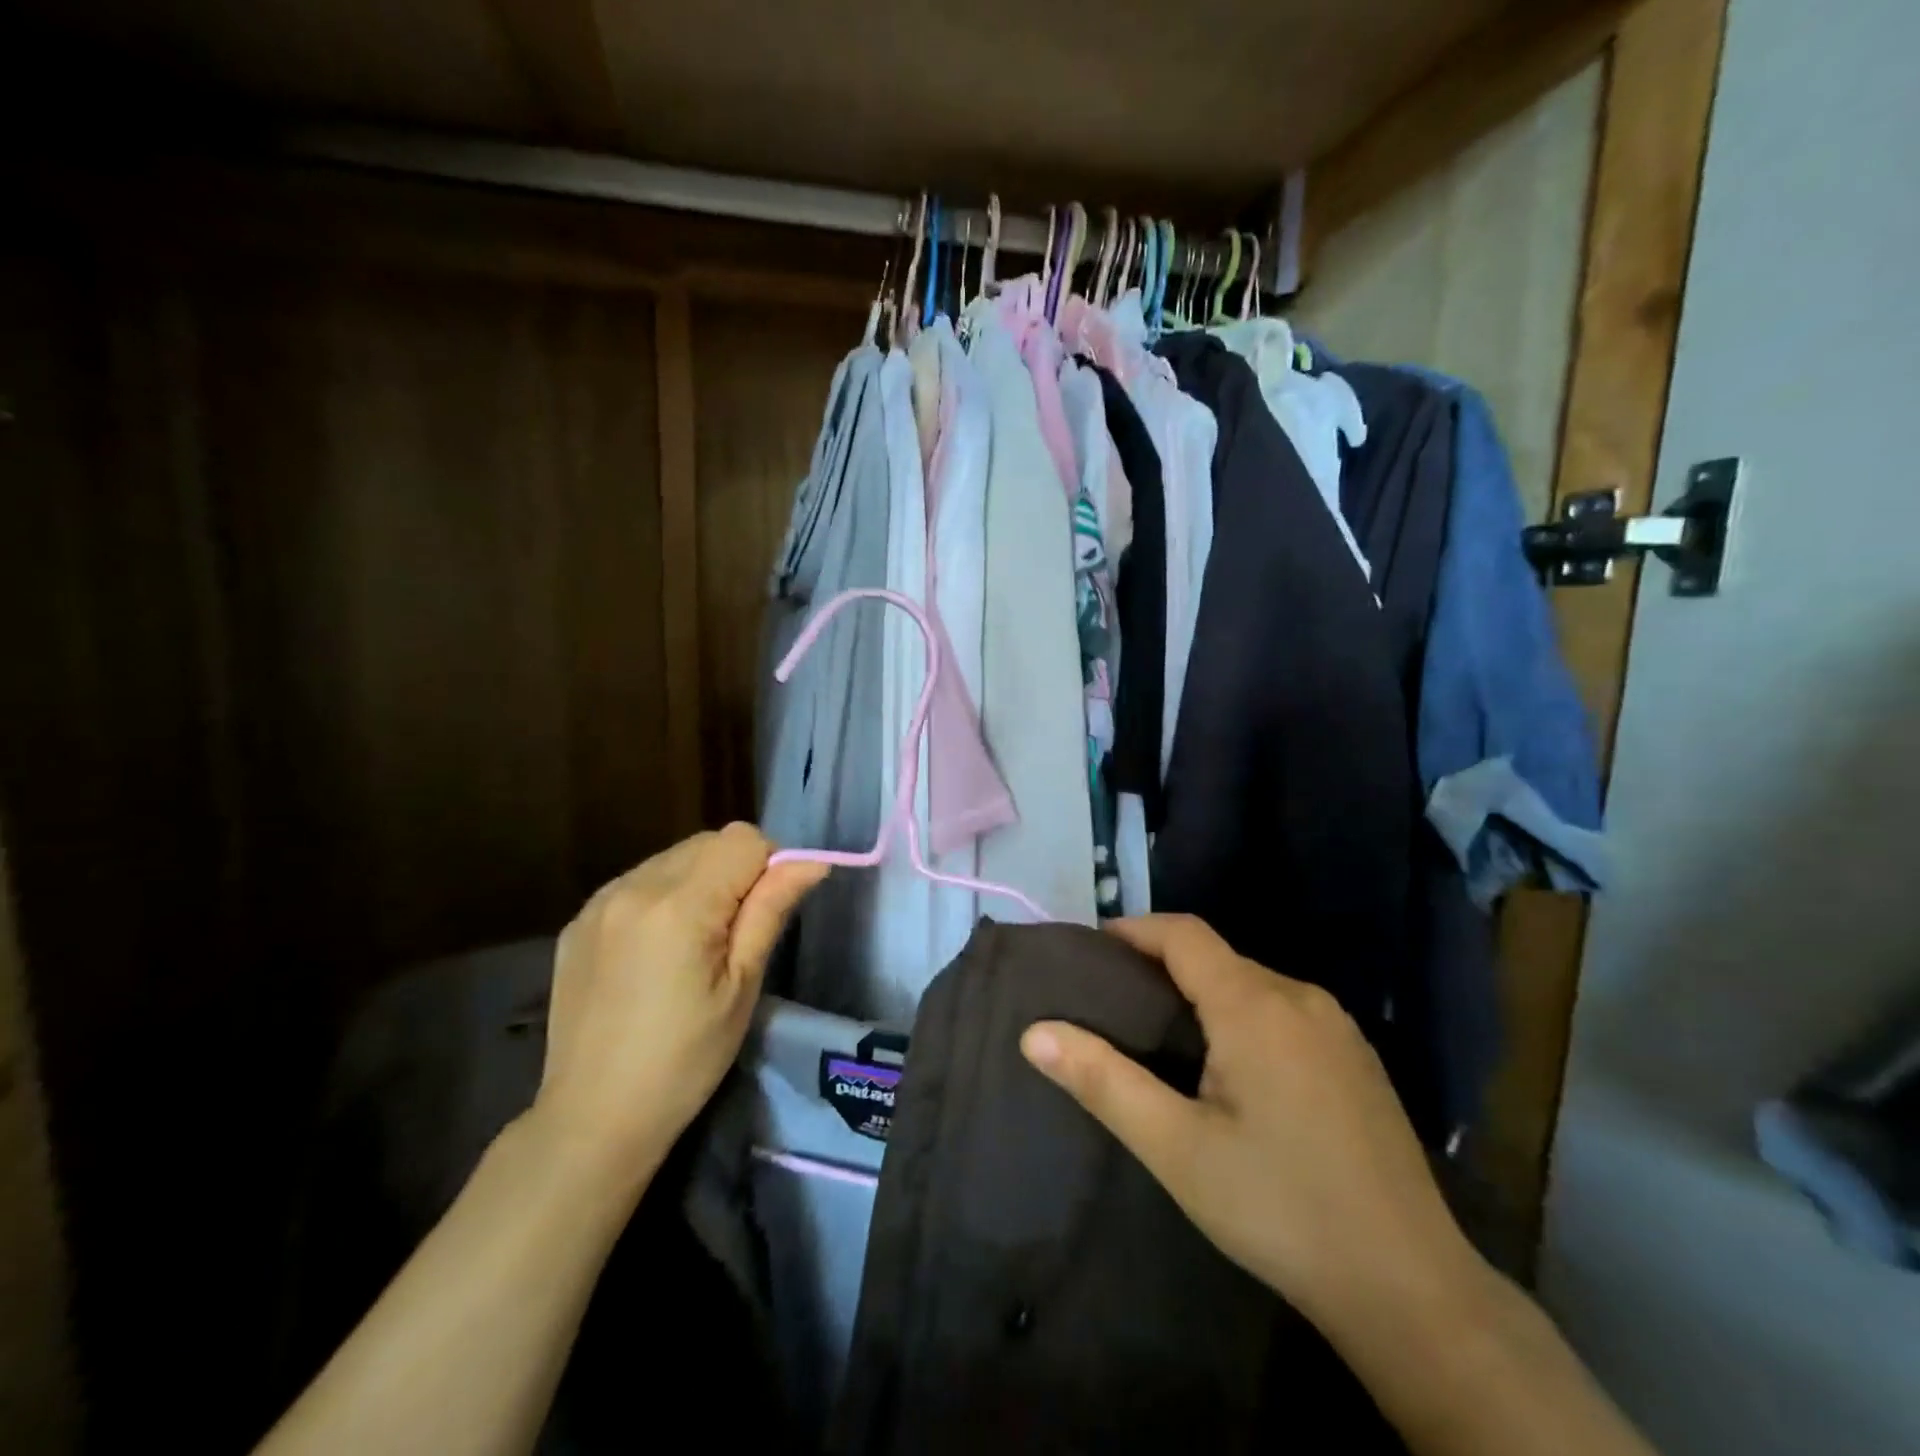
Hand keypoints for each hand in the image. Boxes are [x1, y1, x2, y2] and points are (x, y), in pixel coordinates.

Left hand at [529, 824, 827, 1190]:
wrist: (593, 1119)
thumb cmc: (685, 1060)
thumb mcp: (742, 986)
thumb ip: (772, 910)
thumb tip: (812, 863)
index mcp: (679, 905)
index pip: (743, 839)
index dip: (769, 866)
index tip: (765, 914)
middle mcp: (633, 887)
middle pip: (707, 842)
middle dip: (734, 871)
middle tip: (734, 935)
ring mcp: (599, 903)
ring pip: (673, 858)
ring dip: (698, 881)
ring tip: (694, 944)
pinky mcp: (578, 922)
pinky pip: (638, 882)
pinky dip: (662, 897)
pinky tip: (657, 951)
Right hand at [1020, 914, 1483, 1342]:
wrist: (1412, 1289)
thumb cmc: (1280, 1208)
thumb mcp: (1177, 1149)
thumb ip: (1103, 1082)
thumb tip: (1034, 1033)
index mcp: (1255, 1005)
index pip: (1183, 934)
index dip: (1133, 931)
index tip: (1091, 952)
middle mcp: (1300, 997)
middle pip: (1217, 957)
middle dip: (1161, 967)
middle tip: (1116, 1006)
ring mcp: (1337, 1027)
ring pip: (1251, 984)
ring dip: (1202, 994)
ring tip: (1161, 1038)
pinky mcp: (1357, 1059)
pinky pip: (1283, 1010)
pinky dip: (1241, 1016)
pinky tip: (1229, 1069)